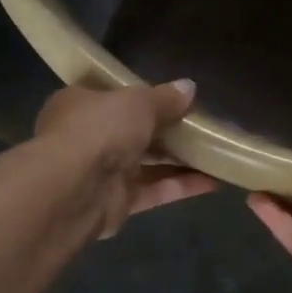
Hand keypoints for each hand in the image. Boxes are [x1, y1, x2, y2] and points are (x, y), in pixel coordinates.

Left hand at [35, 80, 218, 237]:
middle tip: (203, 128)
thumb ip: (165, 98)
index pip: (112, 98)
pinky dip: (181, 186)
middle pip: (133, 133)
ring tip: (216, 155)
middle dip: (167, 132)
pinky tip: (214, 182)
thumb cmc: (100, 128)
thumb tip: (190, 88)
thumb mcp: (138, 101)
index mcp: (80, 105)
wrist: (74, 188)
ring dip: (180, 161)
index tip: (174, 100)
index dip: (143, 99)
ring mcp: (101, 173)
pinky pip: (154, 191)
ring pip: (146, 164)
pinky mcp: (117, 204)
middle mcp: (87, 138)